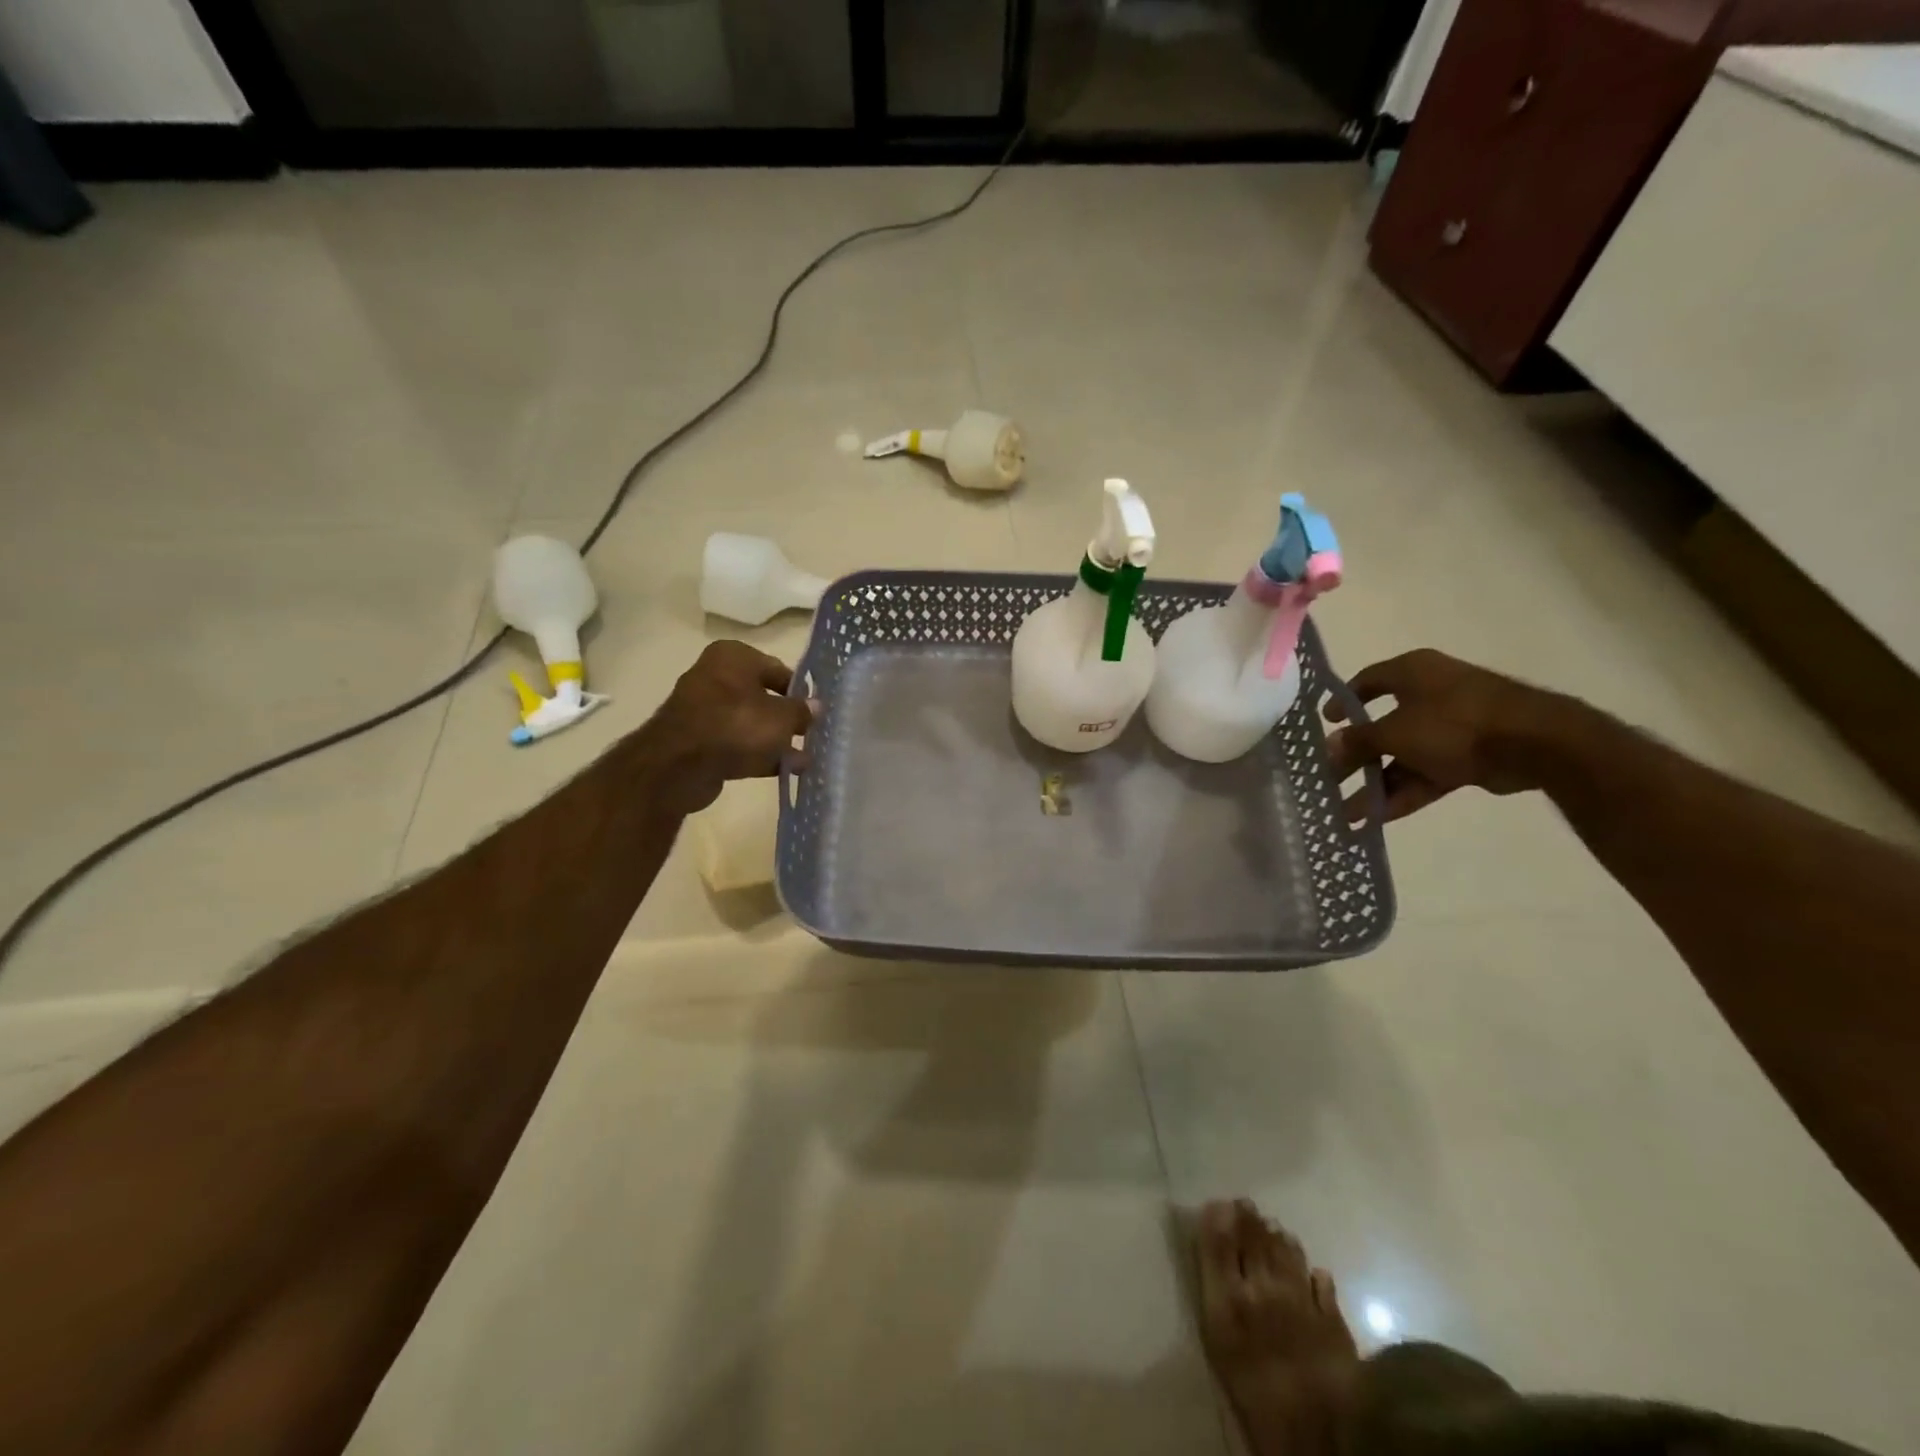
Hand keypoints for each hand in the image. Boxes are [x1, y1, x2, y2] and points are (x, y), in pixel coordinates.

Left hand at [642, 641, 814, 816]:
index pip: (778, 669)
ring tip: (803, 760)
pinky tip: (784, 770)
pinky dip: (758, 754)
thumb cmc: (736, 725)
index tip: (817, 711)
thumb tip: (816, 707)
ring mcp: (705, 709)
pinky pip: (737, 743)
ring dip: (776, 740)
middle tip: (811, 735)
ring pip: (750, 722)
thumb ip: (802, 711)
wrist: (680, 765)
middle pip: (763, 696)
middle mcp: (716, 676)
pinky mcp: (699, 740)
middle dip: (788, 718)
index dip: (800, 691)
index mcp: (734, 657)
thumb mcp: (781, 717)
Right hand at [1324, 649, 1556, 822]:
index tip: (1326, 724)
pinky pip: (1426, 773)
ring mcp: (1451, 726)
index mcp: (1412, 673)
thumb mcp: (1394, 732)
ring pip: (1403, 756)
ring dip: (1376, 784)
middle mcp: (1430, 693)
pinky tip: (1377, 818)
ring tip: (1348, 812)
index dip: (1343, 702)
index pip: (1366, 682)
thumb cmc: (1453, 723)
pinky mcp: (1469, 755)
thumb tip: (1329, 746)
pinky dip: (1404, 792)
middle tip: (1330, 780)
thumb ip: (1359, 741)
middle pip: (1382, 726)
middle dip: (1356, 758)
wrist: (1535, 744)